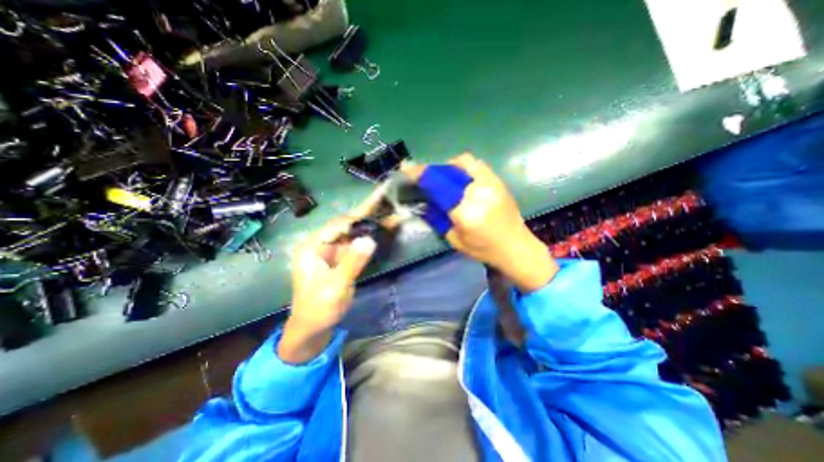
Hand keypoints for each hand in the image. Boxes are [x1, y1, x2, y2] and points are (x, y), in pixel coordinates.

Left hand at [274, 188, 382, 364]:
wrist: (313, 328)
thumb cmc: (319, 309)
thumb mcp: (335, 287)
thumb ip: (351, 263)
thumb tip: (369, 240)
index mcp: (312, 247)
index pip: (339, 224)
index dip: (360, 213)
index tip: (377, 200)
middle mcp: (321, 244)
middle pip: (347, 224)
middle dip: (368, 213)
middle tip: (387, 197)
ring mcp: (332, 250)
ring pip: (354, 232)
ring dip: (372, 222)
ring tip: (390, 209)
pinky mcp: (341, 257)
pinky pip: (357, 243)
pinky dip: (371, 235)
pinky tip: (383, 227)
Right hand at [403, 154, 555, 291]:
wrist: (516, 248)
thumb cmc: (483, 249)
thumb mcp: (454, 239)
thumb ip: (437, 218)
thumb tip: (425, 201)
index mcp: (465, 211)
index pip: (438, 185)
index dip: (421, 174)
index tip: (408, 170)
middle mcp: (478, 192)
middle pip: (450, 169)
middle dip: (434, 170)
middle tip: (428, 178)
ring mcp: (491, 184)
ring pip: (465, 162)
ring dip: (450, 167)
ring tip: (445, 178)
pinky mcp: (499, 182)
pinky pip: (478, 165)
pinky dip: (465, 168)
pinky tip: (462, 180)